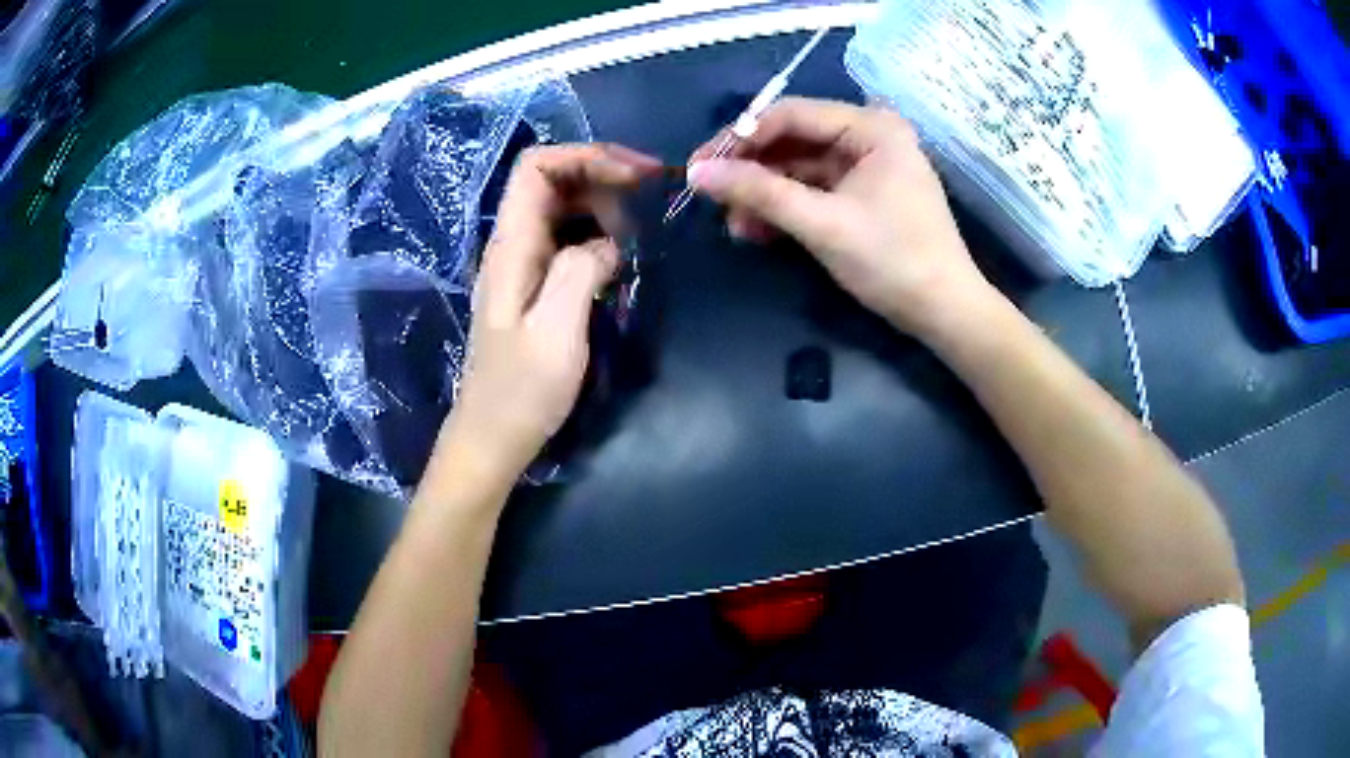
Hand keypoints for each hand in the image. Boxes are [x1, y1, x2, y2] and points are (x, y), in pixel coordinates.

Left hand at [435, 144, 660, 484]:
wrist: (493, 438)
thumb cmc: (521, 392)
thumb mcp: (557, 332)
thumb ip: (581, 271)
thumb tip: (608, 243)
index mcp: (511, 246)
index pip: (536, 167)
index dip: (586, 157)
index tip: (636, 176)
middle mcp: (512, 245)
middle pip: (552, 181)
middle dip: (602, 179)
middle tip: (646, 209)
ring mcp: (521, 265)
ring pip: (562, 209)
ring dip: (603, 209)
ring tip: (635, 240)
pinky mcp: (533, 286)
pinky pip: (566, 240)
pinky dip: (597, 236)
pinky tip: (618, 262)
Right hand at [688, 97, 996, 338]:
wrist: (944, 313)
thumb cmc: (893, 261)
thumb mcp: (823, 224)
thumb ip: (759, 193)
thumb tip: (697, 173)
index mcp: (872, 127)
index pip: (791, 114)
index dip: (741, 137)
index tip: (699, 167)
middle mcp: (870, 136)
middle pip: (793, 139)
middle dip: (751, 170)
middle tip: (709, 195)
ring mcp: (867, 166)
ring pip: (799, 167)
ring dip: (764, 193)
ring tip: (733, 225)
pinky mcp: (863, 194)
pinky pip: (814, 189)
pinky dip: (786, 207)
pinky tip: (757, 230)